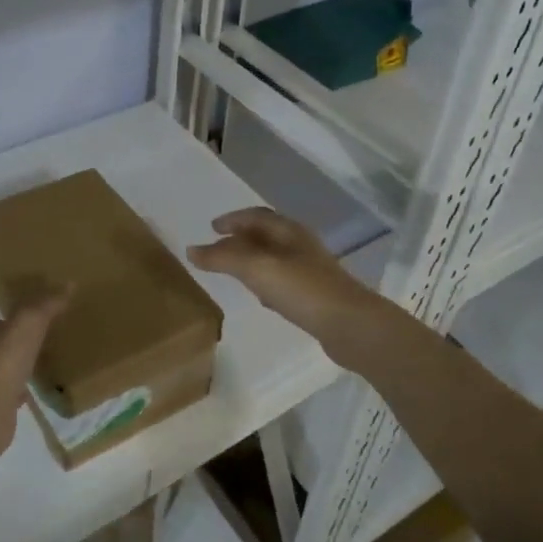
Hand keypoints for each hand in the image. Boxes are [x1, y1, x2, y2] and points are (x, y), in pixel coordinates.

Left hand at [0, 289, 70, 455]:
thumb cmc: (5, 357)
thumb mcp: (30, 322)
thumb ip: (47, 304)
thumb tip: (69, 284)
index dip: (1, 320)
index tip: (18, 318)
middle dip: (9, 344)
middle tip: (33, 341)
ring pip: (0, 372)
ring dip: (14, 369)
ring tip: (36, 366)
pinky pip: (8, 397)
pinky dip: (18, 394)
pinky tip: (32, 393)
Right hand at [188, 208, 386, 351]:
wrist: (350, 325)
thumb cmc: (302, 289)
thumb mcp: (257, 269)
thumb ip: (223, 258)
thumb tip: (192, 250)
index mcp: (288, 231)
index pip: (255, 216)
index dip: (232, 219)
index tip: (211, 227)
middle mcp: (300, 245)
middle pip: (265, 235)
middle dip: (240, 238)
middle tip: (217, 247)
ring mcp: (310, 270)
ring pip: (274, 258)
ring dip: (252, 259)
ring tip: (232, 269)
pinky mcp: (315, 295)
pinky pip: (283, 280)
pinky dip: (265, 281)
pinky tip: (260, 296)